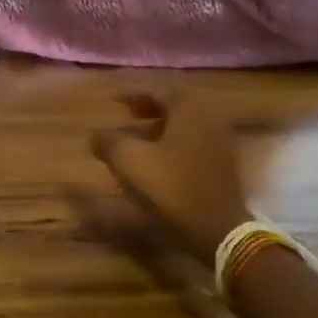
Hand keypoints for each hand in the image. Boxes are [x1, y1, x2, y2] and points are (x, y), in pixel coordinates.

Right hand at [90, 90, 252, 261]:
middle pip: (175, 103)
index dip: (132, 92)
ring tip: (135, 137)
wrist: (216, 229)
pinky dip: (172, 141)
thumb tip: (95, 135)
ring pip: (184, 123)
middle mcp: (209, 116)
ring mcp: (220, 140)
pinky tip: (155, 158)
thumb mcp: (129, 161)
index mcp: (189, 108)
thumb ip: (109, 141)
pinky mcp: (222, 163)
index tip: (112, 100)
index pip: (159, 88)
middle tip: (125, 113)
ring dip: (159, 125)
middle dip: (147, 106)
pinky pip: (193, 141)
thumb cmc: (171, 187)